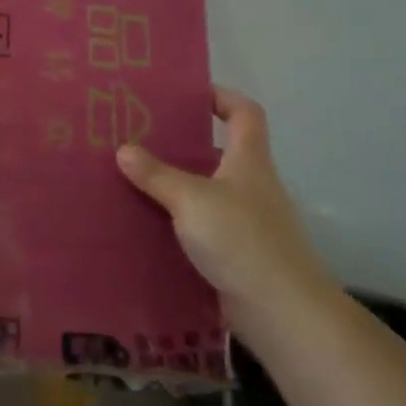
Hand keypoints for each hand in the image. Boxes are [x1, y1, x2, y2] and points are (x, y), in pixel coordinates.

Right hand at [116, 87, 340, 338]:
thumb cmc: (242, 240)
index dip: (222, 97)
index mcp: (249, 161)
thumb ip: (157, 175)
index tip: (187, 93)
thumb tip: (124, 149)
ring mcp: (245, 222)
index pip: (245, 113)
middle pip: (218, 152)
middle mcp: (250, 186)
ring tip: (131, 179)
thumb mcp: (192, 200)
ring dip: (173, 186)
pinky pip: (199, 227)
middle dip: (182, 144)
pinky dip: (175, 223)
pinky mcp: (234, 254)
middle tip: (138, 137)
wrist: (282, 312)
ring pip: (205, 192)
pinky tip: (144, 225)